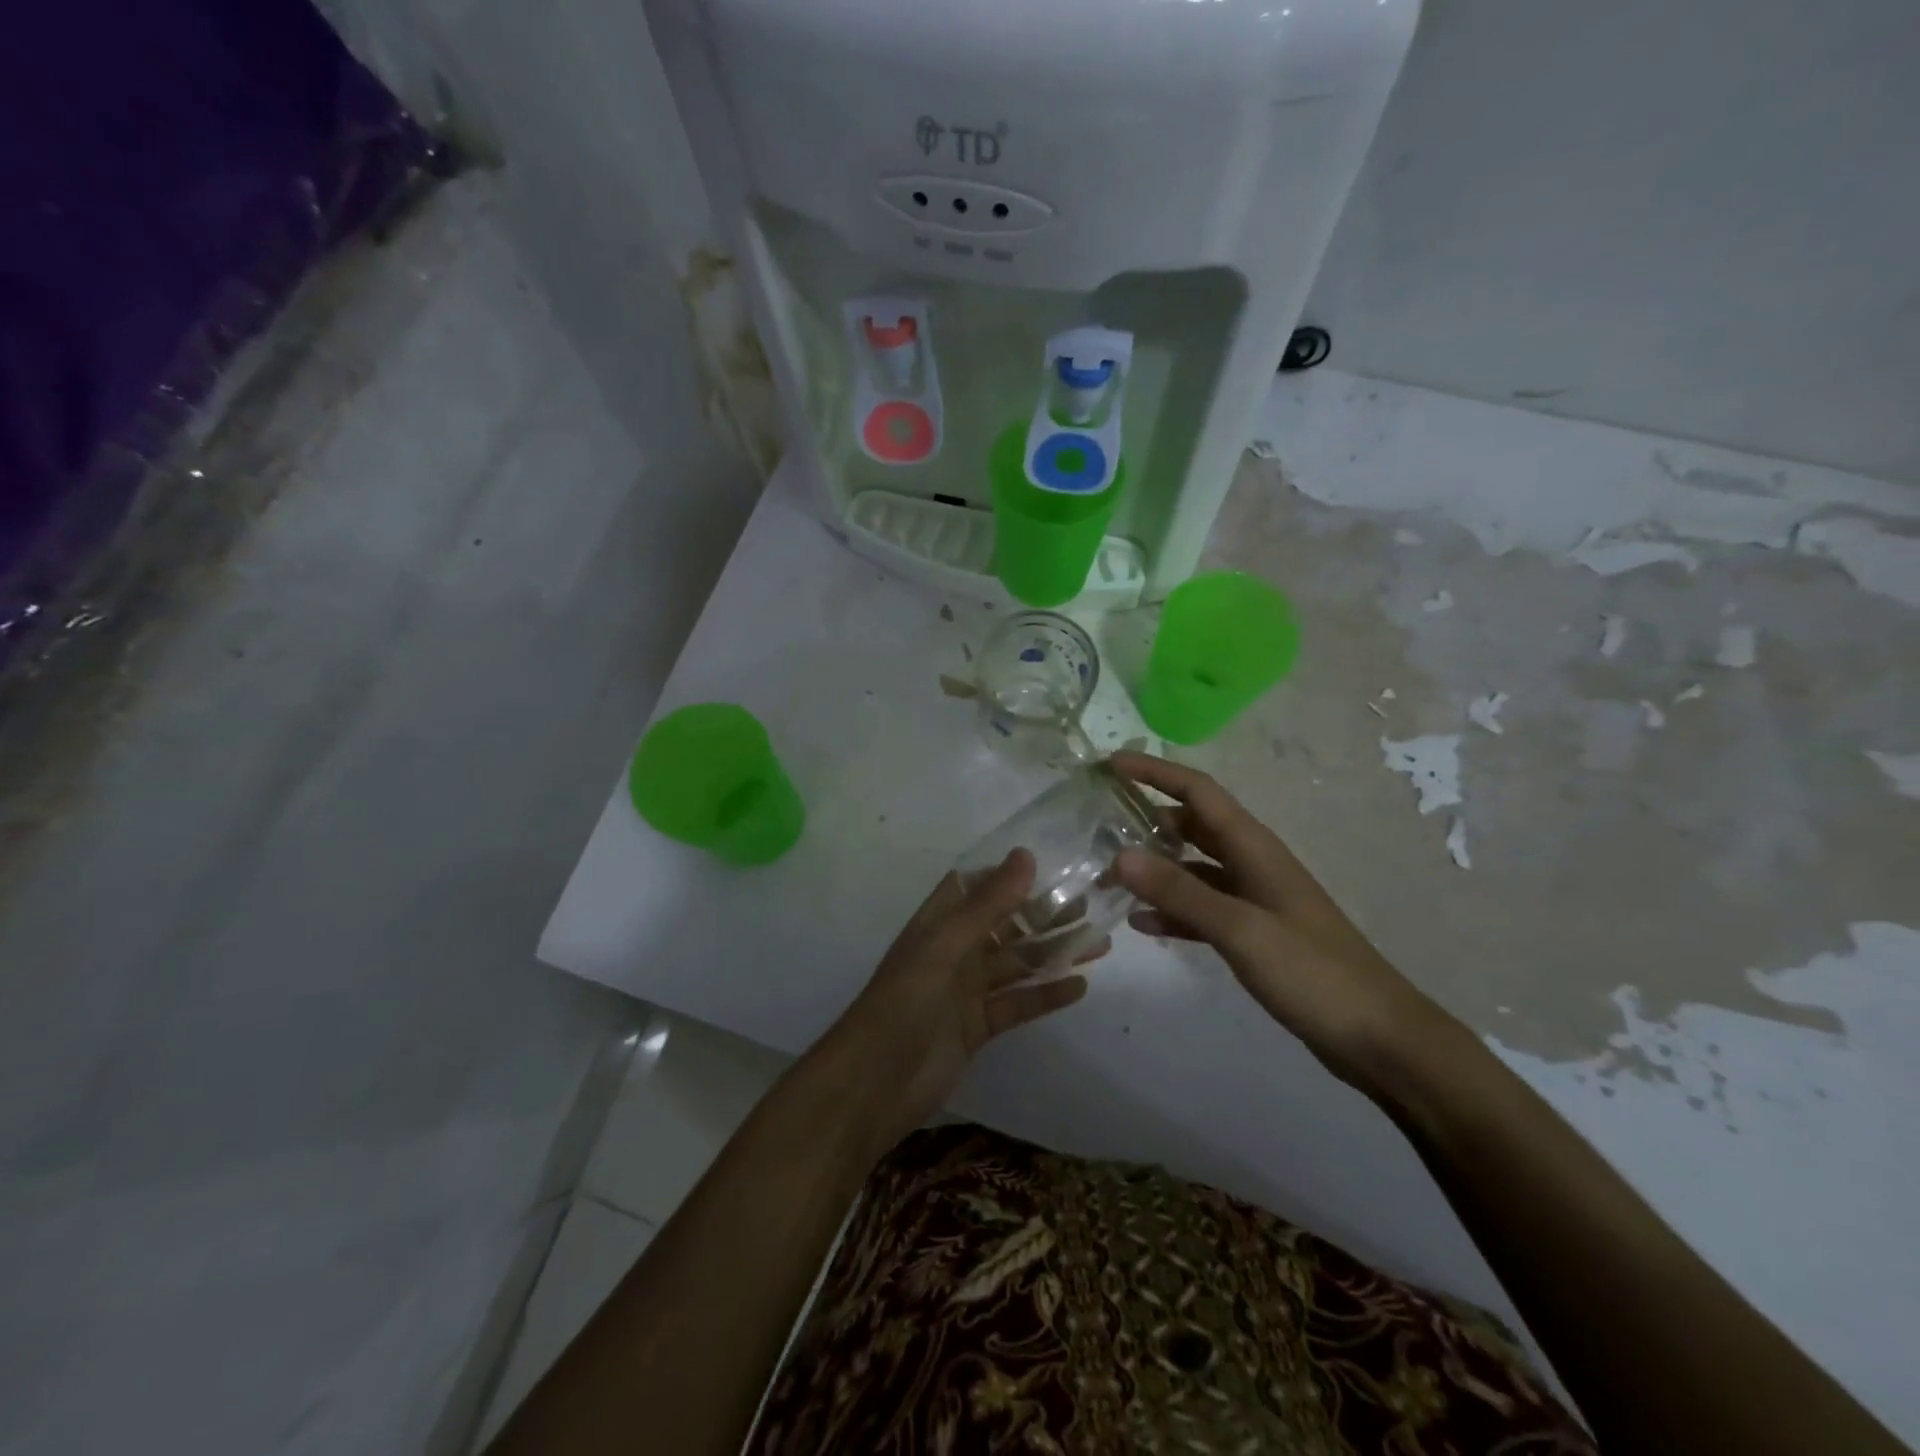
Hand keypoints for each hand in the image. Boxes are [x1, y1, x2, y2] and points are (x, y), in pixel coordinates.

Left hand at [816, 849, 1103, 1149]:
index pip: (974, 887)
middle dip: (1043, 915)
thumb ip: (987, 905)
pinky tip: (1079, 986)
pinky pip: (1017, 1003)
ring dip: (1053, 953)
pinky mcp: (978, 1026)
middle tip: (1090, 906)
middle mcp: (953, 951)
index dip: (1008, 875)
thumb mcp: (945, 947)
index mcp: (938, 924)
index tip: (1053, 864)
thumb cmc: (904, 1002)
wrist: (875, 1084)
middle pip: (1004, 925)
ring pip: (1016, 964)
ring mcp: (966, 991)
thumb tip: (1025, 856)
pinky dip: (1045, 995)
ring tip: (1099, 943)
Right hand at [1110, 751, 1451, 1090]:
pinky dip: (1173, 911)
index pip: (1199, 792)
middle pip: (1194, 825)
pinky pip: (1202, 909)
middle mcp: (1252, 864)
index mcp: (1255, 848)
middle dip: (1149, 819)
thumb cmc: (1313, 974)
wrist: (1379, 1038)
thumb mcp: (1241, 930)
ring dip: (1156, 868)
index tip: (1112, 764)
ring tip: (1109, 876)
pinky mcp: (1254, 934)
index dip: (1156, 773)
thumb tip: (1119, 854)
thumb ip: (1180, 893)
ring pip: (1194, 868)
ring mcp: (1254, 900)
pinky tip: (1141, 924)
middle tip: (1100, 825)